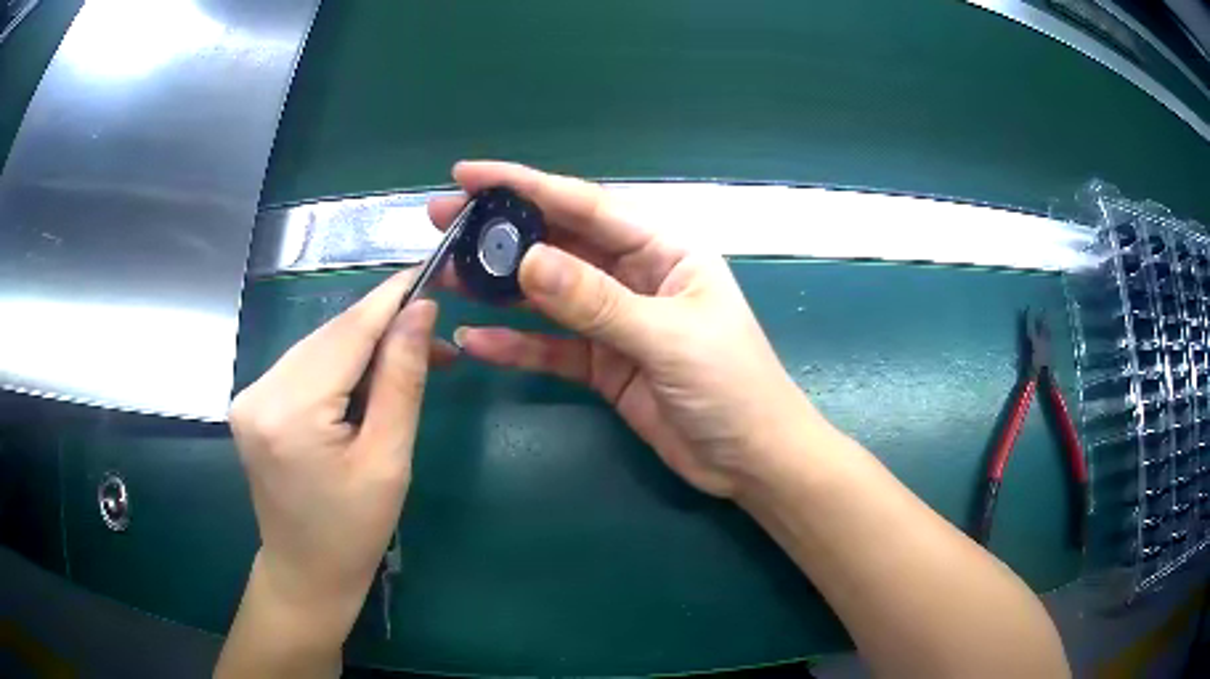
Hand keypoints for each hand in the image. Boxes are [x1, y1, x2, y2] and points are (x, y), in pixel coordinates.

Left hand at [228, 271, 453, 627]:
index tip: (429, 272)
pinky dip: (339, 364)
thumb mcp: (389, 459)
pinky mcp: (253, 402)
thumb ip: (401, 379)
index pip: (346, 333)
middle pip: (329, 336)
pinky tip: (366, 380)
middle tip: (433, 333)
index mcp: (290, 412)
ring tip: (407, 359)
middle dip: (382, 327)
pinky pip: (304, 365)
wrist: (306, 572)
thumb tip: (420, 311)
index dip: (390, 299)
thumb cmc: (355, 531)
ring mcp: (249, 395)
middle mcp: (259, 391)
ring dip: (363, 346)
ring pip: (317, 346)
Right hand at [429, 162, 812, 496]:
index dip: (525, 186)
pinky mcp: (603, 364)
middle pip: (558, 243)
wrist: (751, 461)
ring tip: (446, 275)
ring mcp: (615, 321)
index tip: (467, 176)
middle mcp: (635, 275)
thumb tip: (527, 260)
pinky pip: (552, 347)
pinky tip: (478, 342)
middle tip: (442, 222)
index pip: (586, 205)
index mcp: (663, 250)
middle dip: (501, 232)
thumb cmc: (732, 387)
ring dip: (499, 286)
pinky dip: (517, 345)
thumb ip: (597, 300)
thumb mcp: (667, 338)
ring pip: (548, 294)